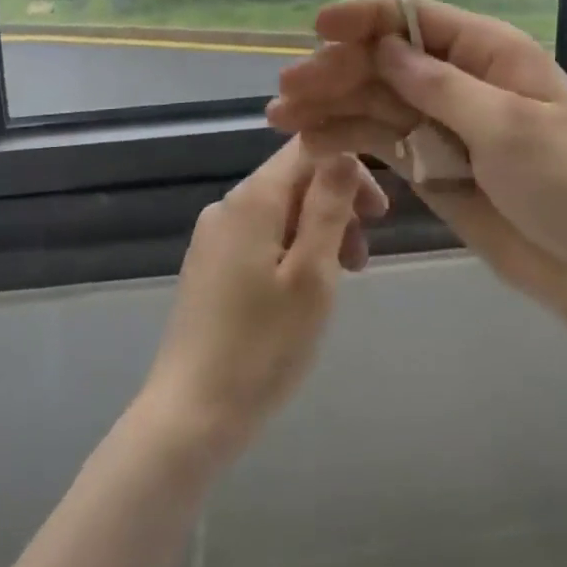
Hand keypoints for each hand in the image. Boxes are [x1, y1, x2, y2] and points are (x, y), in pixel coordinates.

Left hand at [136, 138, 387, 467]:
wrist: (188, 417)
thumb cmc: (261, 347)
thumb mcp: (312, 274)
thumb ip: (329, 206)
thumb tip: (344, 151)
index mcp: (253, 199)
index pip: (308, 149)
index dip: (350, 169)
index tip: (378, 214)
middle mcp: (228, 205)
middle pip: (294, 180)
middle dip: (336, 207)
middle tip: (363, 258)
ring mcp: (213, 236)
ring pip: (280, 211)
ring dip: (317, 233)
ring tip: (339, 281)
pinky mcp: (208, 266)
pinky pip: (260, 237)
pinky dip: (292, 250)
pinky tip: (302, 292)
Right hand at [268, 0, 566, 351]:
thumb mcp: (509, 128)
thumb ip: (441, 87)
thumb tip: (385, 47)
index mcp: (488, 53)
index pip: (415, 18)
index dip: (365, 18)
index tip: (318, 28)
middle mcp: (460, 79)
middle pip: (386, 61)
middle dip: (337, 69)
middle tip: (287, 90)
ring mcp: (444, 124)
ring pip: (376, 101)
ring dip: (331, 105)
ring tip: (282, 117)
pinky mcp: (433, 165)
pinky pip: (383, 143)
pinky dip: (348, 140)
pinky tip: (311, 143)